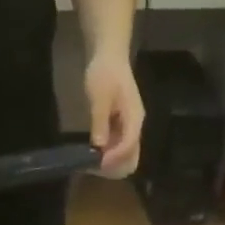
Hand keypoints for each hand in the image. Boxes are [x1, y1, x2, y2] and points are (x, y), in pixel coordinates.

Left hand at [85, 50, 143, 178]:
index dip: (113, 158)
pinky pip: (118, 152)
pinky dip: (107, 158)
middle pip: (131, 160)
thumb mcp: (100, 95)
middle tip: (92, 166)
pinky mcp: (121, 131)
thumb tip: (98, 145)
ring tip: (90, 162)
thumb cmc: (104, 72)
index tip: (96, 162)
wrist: (109, 57)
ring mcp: (129, 130)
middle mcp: (135, 128)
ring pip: (125, 159)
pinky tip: (92, 155)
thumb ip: (100, 120)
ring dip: (109, 165)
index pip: (128, 146)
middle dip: (113, 167)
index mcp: (134, 118)